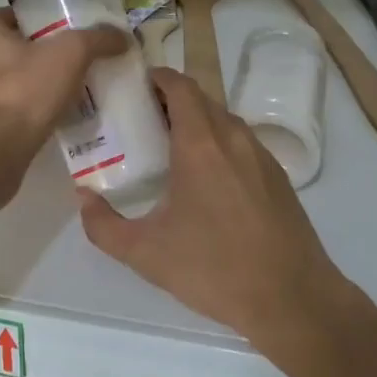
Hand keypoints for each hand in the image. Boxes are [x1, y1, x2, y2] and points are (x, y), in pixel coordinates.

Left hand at [0, 9, 128, 165]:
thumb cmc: (23, 91)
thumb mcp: (71, 54)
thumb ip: (97, 39)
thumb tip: (123, 37)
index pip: (19, 16)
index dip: (49, 23)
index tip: (75, 36)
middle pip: (16, 49)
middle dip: (45, 57)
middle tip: (78, 67)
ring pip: (11, 81)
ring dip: (36, 87)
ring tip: (70, 96)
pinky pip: (7, 109)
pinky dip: (27, 112)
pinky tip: (53, 120)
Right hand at [78, 67, 346, 341]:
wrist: (293, 299)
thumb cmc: (214, 269)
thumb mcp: (145, 253)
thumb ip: (104, 225)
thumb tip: (83, 197)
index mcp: (201, 145)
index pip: (180, 87)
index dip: (158, 77)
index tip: (135, 85)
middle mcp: (234, 139)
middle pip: (201, 99)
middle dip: (172, 100)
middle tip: (143, 118)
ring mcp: (261, 156)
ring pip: (224, 121)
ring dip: (198, 121)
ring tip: (171, 147)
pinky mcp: (278, 177)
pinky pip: (242, 143)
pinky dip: (220, 143)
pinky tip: (208, 179)